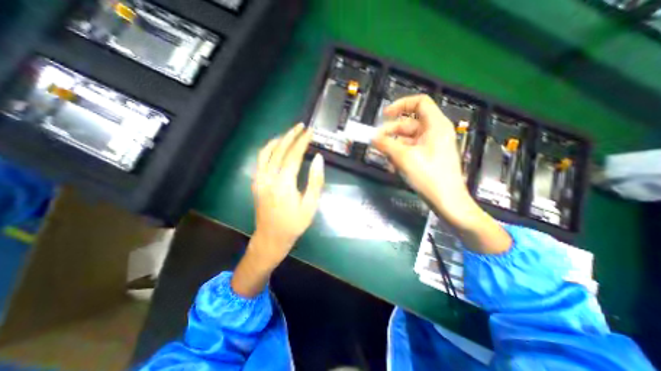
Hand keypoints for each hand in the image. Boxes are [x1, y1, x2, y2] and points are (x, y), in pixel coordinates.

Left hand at [233, 125, 323, 298]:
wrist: (271, 238)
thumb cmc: (294, 224)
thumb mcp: (310, 205)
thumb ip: (315, 181)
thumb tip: (318, 159)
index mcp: (284, 184)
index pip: (293, 155)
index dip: (302, 141)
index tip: (310, 131)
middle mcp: (268, 178)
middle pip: (279, 150)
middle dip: (291, 135)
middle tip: (301, 126)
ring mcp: (259, 179)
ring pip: (266, 152)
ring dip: (279, 140)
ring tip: (290, 133)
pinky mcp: (256, 182)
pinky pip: (261, 160)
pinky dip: (269, 149)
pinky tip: (277, 147)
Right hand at [374, 94, 472, 217]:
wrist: (447, 201)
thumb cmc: (429, 176)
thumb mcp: (404, 158)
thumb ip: (386, 144)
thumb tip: (372, 137)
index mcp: (435, 125)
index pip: (419, 102)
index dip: (401, 104)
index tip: (385, 115)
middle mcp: (434, 132)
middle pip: (409, 123)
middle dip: (390, 132)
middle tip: (375, 141)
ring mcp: (432, 145)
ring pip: (407, 139)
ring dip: (393, 146)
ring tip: (383, 157)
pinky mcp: (428, 157)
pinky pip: (411, 150)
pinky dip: (400, 154)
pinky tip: (392, 165)